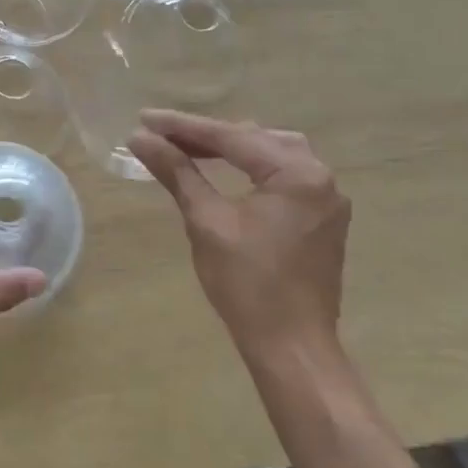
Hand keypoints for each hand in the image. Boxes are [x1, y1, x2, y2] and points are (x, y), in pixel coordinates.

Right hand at [127, 109, 349, 367]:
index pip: (231, 137)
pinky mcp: (322, 218)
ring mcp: (326, 198)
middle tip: (161, 134)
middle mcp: (320, 177)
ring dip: (230, 148)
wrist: (292, 348)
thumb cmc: (247, 284)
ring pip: (271, 153)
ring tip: (188, 148)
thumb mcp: (206, 221)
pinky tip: (224, 170)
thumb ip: (177, 172)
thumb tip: (140, 138)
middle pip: (253, 139)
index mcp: (297, 174)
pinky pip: (283, 175)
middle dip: (206, 135)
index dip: (183, 126)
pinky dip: (251, 167)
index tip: (144, 119)